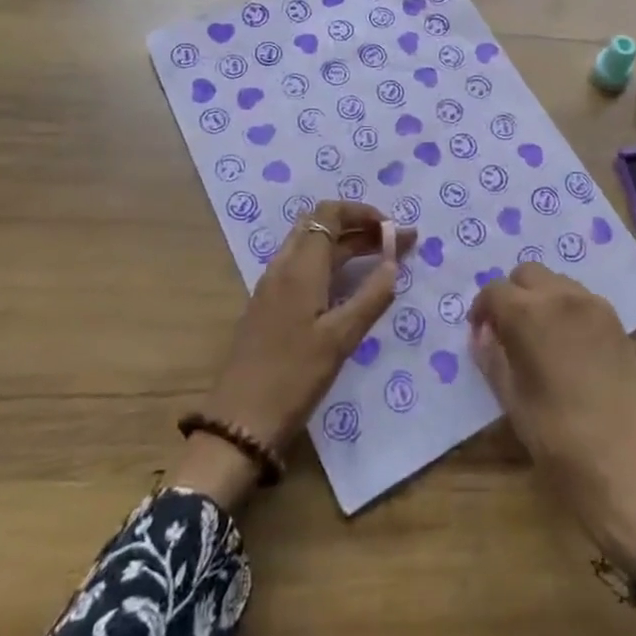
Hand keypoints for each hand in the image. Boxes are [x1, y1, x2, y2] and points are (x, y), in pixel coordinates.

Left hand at [175, 201, 413, 509]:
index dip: (363, 213)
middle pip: (321, 225)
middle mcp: (283, 266)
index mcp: (300, 267)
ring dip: (347, 245)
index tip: (394, 230)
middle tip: (396, 243)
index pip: (329, 213)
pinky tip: (350, 286)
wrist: (239, 422)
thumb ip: (371, 296)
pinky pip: (304, 267)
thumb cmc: (293, 377)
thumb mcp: (341, 338)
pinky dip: (332, 264)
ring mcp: (273, 286)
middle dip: (360, 227)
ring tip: (382, 259)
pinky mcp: (269, 306)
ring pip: (312, 247)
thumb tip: (394, 263)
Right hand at [470, 263, 635, 576]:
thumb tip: (484, 335)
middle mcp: (563, 297)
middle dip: (511, 296)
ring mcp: (595, 307)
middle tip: (505, 333)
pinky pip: (580, 299)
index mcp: (531, 314)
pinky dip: (564, 308)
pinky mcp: (617, 323)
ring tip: (535, 339)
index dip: (482, 310)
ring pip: (556, 282)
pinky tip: (564, 346)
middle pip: (527, 274)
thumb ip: (494, 360)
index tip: (480, 335)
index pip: (495, 291)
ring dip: (539, 298)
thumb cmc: (563, 441)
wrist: (634, 469)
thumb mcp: (515, 403)